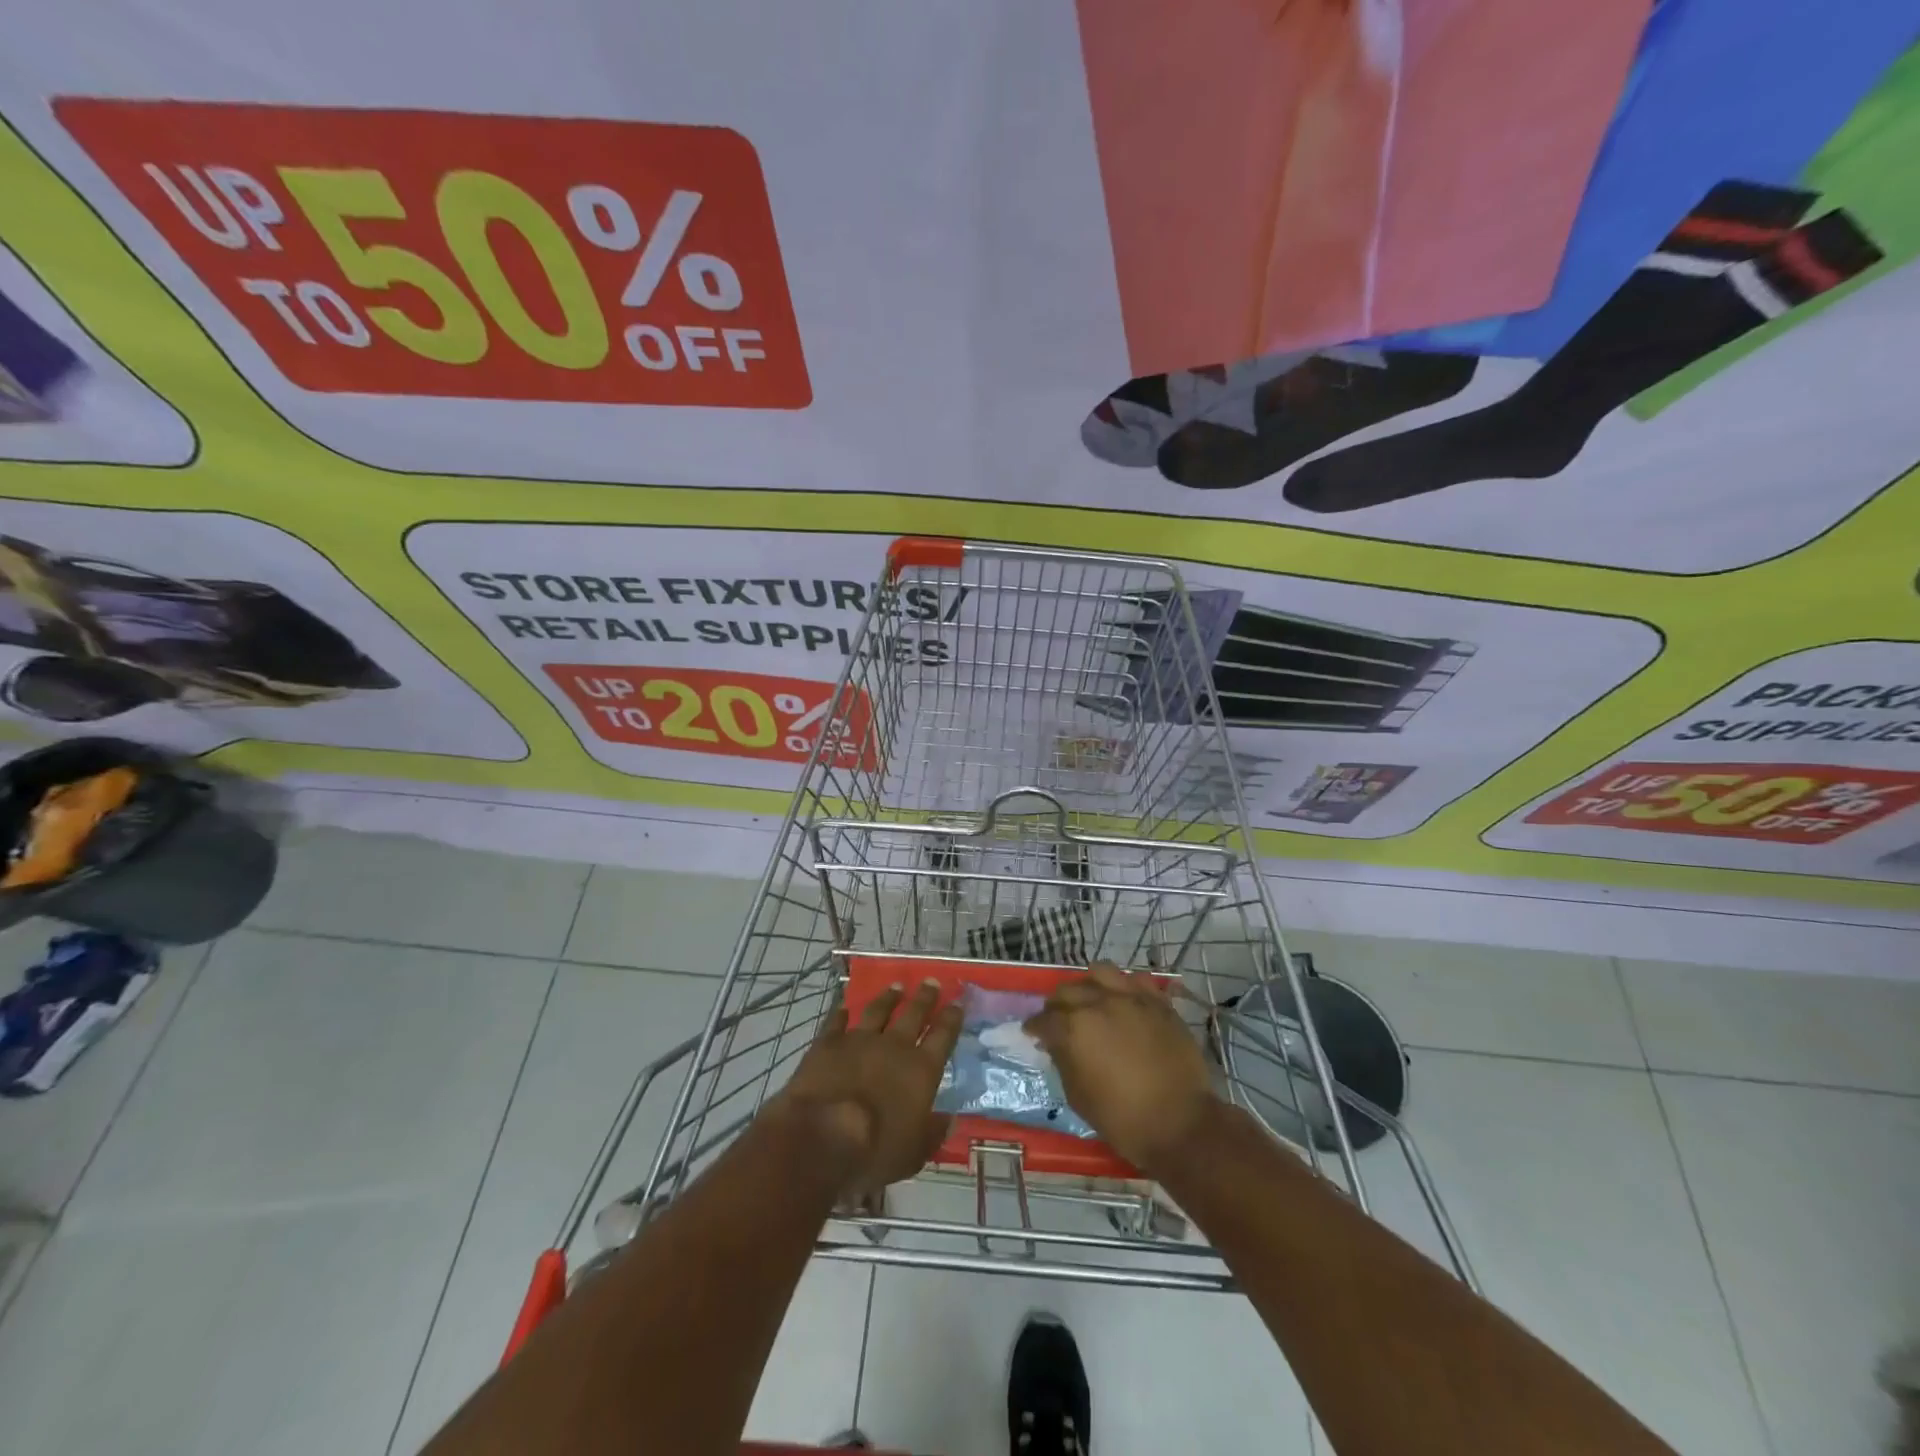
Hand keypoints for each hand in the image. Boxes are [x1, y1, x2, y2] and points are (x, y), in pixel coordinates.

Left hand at [773, 981, 962, 1196]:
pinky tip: (844, 1007)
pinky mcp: (827, 1043)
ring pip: (878, 1010)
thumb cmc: (875, 1150)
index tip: (957, 1002)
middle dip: (924, 998)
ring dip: (888, 998)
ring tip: (895, 986)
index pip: (943, 1036)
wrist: (821, 1134)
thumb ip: (932, 1134)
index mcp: (921, 1070)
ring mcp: (859, 1040)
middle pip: (913, 1014)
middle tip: (931, 982)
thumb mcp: (914, 1154)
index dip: (951, 1019)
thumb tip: (949, 1120)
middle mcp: (894, 1046)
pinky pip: (836, 1022)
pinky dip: (841, 1013)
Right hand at [1025, 961, 1217, 1174]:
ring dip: (1089, 985)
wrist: (1180, 1123)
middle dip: (1057, 1005)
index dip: (1035, 1027)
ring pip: (1100, 972)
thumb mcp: (1079, 1097)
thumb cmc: (1124, 1119)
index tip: (1033, 1033)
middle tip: (1058, 1020)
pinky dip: (1126, 987)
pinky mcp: (1158, 1002)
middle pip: (1067, 991)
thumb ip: (1064, 1061)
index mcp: (1074, 1029)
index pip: (1044, 1020)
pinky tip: (1125, 1001)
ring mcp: (1131, 998)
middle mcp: (1099, 1003)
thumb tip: (1057, 1044)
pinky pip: (1137, 980)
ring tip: (1091, 1000)